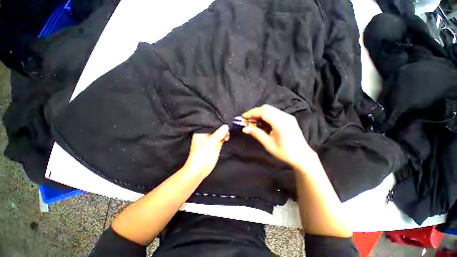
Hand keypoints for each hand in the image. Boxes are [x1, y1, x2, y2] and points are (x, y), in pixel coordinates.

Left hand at [182, 124, 229, 176]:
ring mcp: (212, 139)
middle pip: (216, 127)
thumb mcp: (210, 143)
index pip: (210, 122)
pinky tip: (227, 138)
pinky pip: (222, 138)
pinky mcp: (216, 144)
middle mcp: (207, 134)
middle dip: (222, 127)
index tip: (225, 119)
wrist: (200, 169)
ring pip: (220, 132)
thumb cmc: (201, 154)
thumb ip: (218, 134)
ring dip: (225, 132)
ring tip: (227, 135)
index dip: (218, 121)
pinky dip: (225, 137)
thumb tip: (226, 126)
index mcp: (201, 131)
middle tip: (228, 129)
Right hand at [242, 105, 314, 167]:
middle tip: (247, 121)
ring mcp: (288, 116)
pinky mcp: (288, 118)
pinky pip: (274, 112)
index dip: (252, 113)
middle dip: (254, 112)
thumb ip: (257, 134)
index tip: (243, 118)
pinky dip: (265, 115)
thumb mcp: (269, 144)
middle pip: (266, 108)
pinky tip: (261, 122)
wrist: (302, 156)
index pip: (263, 112)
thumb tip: (245, 129)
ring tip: (252, 122)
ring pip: (270, 109)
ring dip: (259, 113)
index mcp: (281, 123)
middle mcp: (285, 116)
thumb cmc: (285, 153)